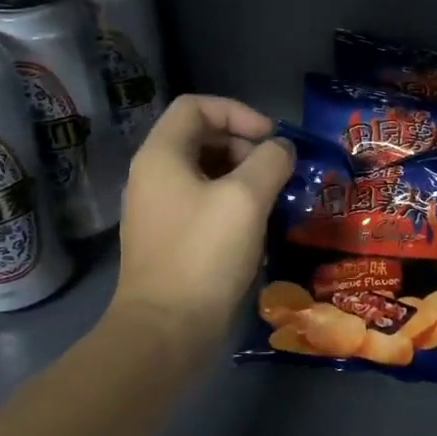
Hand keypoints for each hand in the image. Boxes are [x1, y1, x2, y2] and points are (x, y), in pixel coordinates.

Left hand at [112, 96, 293, 352]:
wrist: (167, 329)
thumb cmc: (205, 254)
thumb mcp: (247, 198)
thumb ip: (270, 161)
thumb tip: (282, 149)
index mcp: (161, 156)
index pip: (196, 107)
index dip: (238, 112)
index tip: (271, 138)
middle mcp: (154, 176)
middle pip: (202, 138)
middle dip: (245, 146)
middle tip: (277, 171)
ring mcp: (160, 210)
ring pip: (207, 173)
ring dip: (245, 177)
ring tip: (275, 198)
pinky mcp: (172, 240)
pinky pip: (205, 204)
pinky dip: (235, 204)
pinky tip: (259, 227)